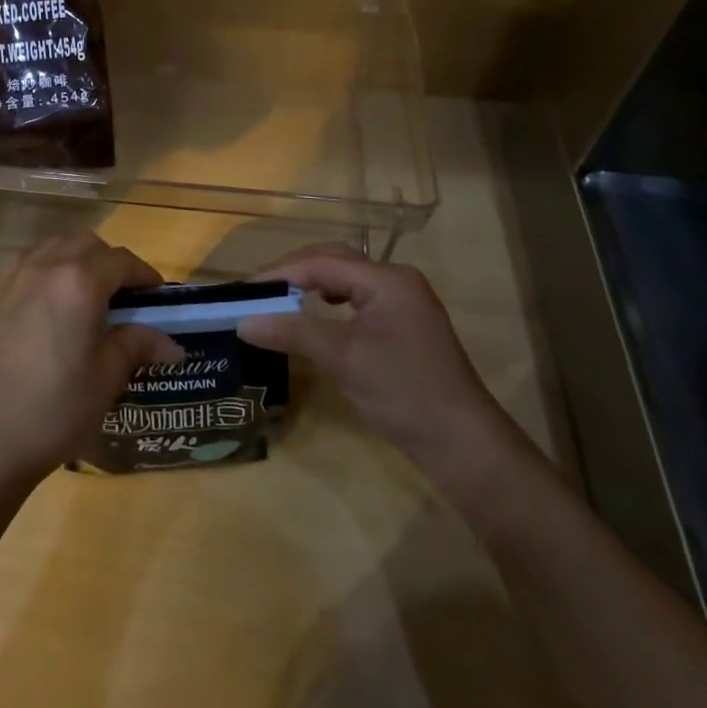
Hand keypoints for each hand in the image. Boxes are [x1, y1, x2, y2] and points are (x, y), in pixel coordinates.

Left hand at [0, 232, 184, 488]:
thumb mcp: (107, 377)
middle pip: (86, 244)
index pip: (122, 261)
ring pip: (52, 247)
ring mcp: (12, 277)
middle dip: (110, 263)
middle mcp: (44, 265)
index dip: (145, 275)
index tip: (156, 297)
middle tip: (122, 298)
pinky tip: (48, 308)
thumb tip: (172, 344)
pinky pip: (25, 265)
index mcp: (79, 281)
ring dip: (75, 260)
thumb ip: (137, 345)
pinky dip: (45, 272)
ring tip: (85, 298)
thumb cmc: (56, 408)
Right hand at [237, 244, 530, 488]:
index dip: (280, 273)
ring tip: (279, 298)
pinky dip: (330, 301)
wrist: (464, 445)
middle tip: (258, 291)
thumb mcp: (342, 359)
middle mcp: (397, 281)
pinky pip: (358, 299)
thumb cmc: (403, 392)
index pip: (321, 262)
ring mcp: (404, 303)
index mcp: (387, 279)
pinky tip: (317, 313)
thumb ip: (292, 332)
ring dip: (311, 284)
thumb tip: (242, 321)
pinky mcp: (405, 326)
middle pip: (335, 261)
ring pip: (347, 279)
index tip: (244, 290)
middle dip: (294, 272)